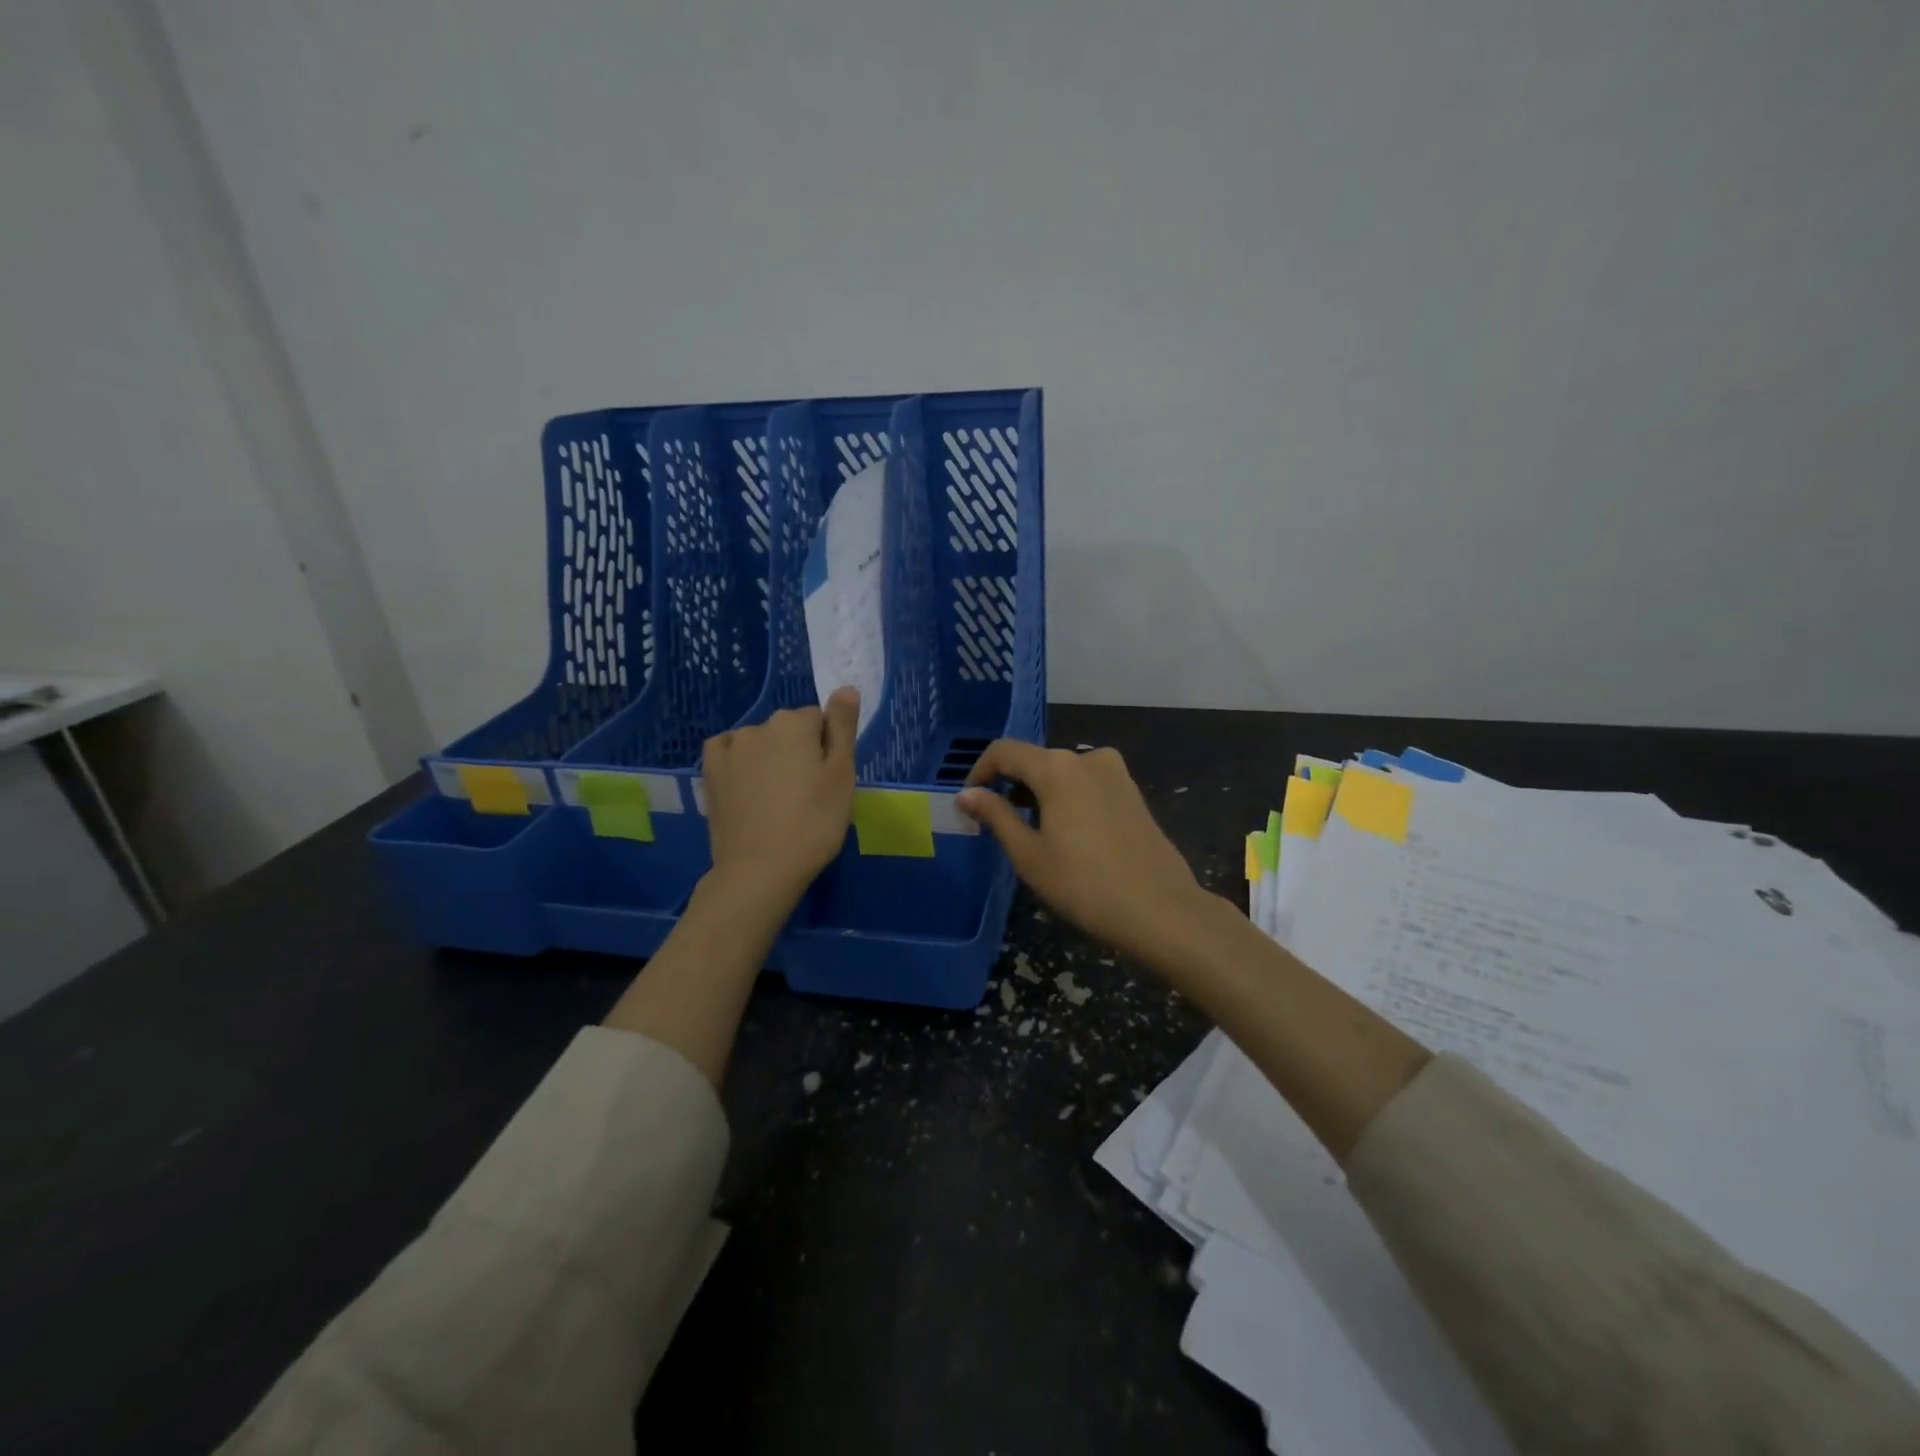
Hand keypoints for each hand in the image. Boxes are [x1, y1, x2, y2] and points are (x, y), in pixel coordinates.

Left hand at [702, 687, 859, 906]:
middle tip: (808, 795)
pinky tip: (748, 787)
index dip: (829, 750)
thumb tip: (845, 687)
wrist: (760, 870)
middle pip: (790, 731)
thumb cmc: (814, 823)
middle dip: (799, 752)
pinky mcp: (710, 773)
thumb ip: (843, 727)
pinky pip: (730, 753)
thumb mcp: (842, 775)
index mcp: (794, 723)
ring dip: (770, 760)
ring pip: (761, 743)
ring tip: (778, 801)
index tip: (829, 782)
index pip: (821, 721)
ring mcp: (729, 749)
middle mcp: (758, 726)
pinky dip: (741, 763)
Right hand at [957, 741, 1211, 963]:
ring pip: (1062, 772)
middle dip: (1010, 785)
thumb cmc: (1084, 884)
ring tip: (1029, 832)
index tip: (969, 802)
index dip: (979, 772)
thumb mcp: (1028, 854)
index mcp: (1057, 767)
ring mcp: (1115, 773)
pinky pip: (1086, 784)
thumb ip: (995, 815)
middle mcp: (1087, 757)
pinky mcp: (1132, 792)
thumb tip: (967, 794)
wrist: (1160, 910)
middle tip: (994, 823)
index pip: (1004, 751)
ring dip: (1038, 793)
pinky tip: (1066, 834)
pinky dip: (1066, 798)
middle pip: (1035, 760)